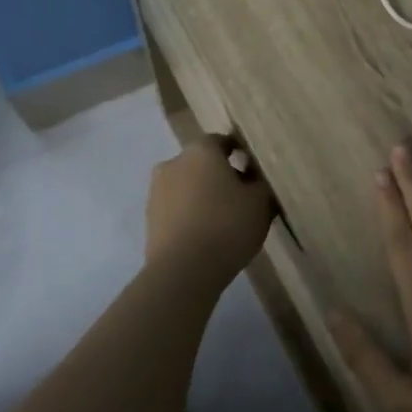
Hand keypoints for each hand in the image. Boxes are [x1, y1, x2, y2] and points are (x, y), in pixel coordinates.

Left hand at [145, 136, 274, 287]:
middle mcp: (174, 163)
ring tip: (226, 219)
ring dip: (204, 196)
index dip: (241, 153)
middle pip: (203, 163)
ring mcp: (157, 191)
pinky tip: (208, 234)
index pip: (222, 141)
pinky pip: (178, 208)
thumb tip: (255, 176)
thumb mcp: (261, 202)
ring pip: (188, 186)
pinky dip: (191, 214)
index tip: (256, 170)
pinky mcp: (150, 219)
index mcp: (200, 151)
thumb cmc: (227, 225)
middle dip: (221, 175)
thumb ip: (261, 182)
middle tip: (243, 197)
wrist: (183, 270)